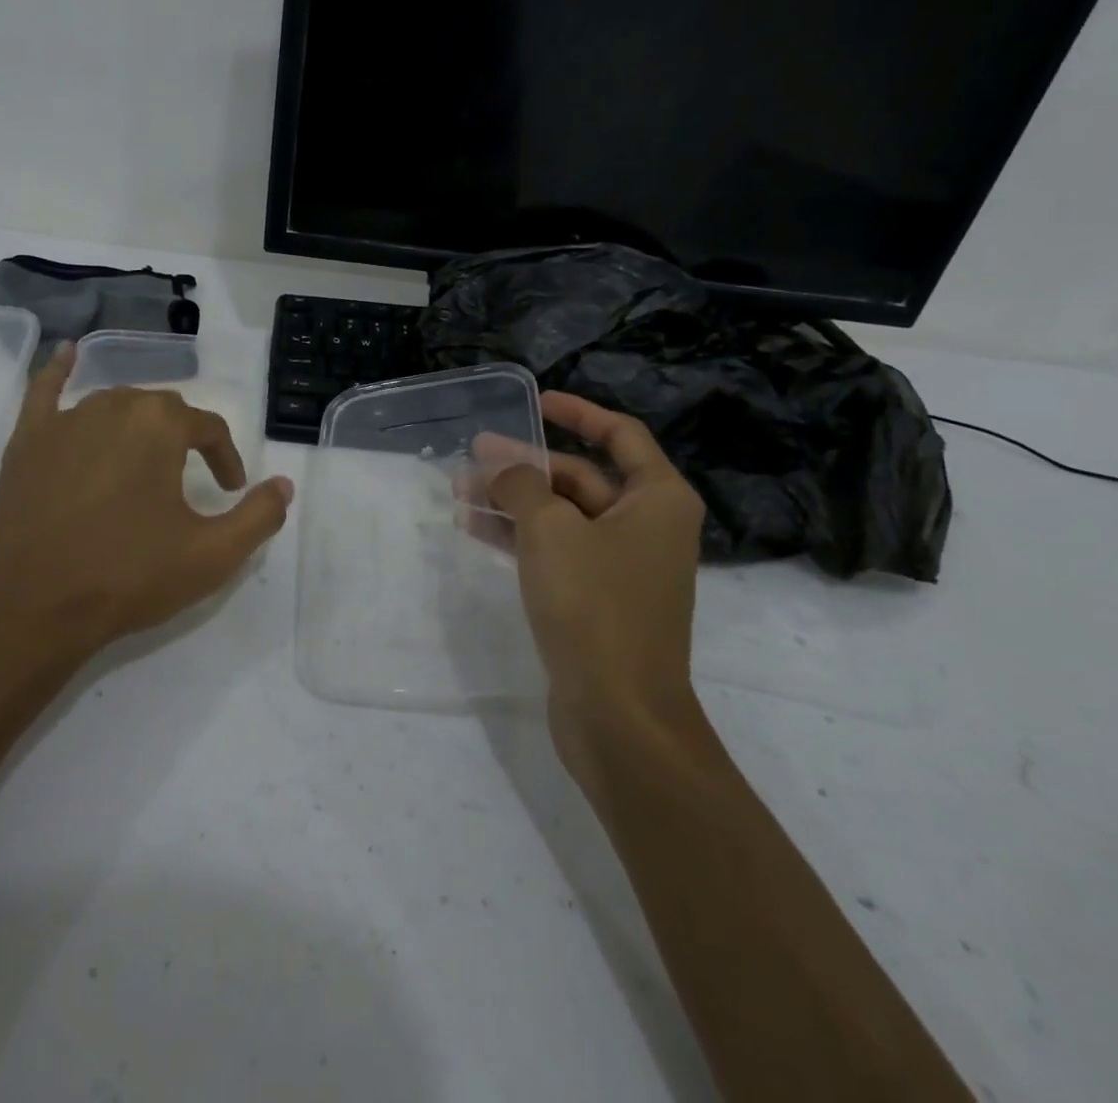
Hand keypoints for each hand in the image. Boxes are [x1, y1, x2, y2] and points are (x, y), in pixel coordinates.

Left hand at [0, 344, 293, 671]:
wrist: (32, 610)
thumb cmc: (129, 576)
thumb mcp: (213, 555)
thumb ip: (260, 516)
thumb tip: (285, 485)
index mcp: (160, 425)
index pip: (209, 428)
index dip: (227, 459)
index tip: (231, 492)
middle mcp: (113, 406)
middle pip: (163, 412)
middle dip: (184, 441)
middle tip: (191, 483)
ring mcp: (63, 421)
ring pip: (114, 406)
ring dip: (138, 427)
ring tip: (147, 462)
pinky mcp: (26, 442)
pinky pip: (44, 392)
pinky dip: (58, 372)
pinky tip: (65, 353)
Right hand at [488, 392, 704, 771]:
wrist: (619, 714)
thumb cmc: (594, 606)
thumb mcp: (550, 530)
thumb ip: (522, 485)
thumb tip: (503, 467)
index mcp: (657, 499)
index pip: (619, 434)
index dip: (577, 412)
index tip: (536, 402)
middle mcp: (647, 526)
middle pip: (581, 477)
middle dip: (524, 467)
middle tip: (471, 459)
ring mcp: (623, 566)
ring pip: (562, 516)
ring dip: (513, 503)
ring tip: (459, 494)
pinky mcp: (598, 600)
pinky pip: (557, 552)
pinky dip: (520, 538)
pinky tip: (475, 531)